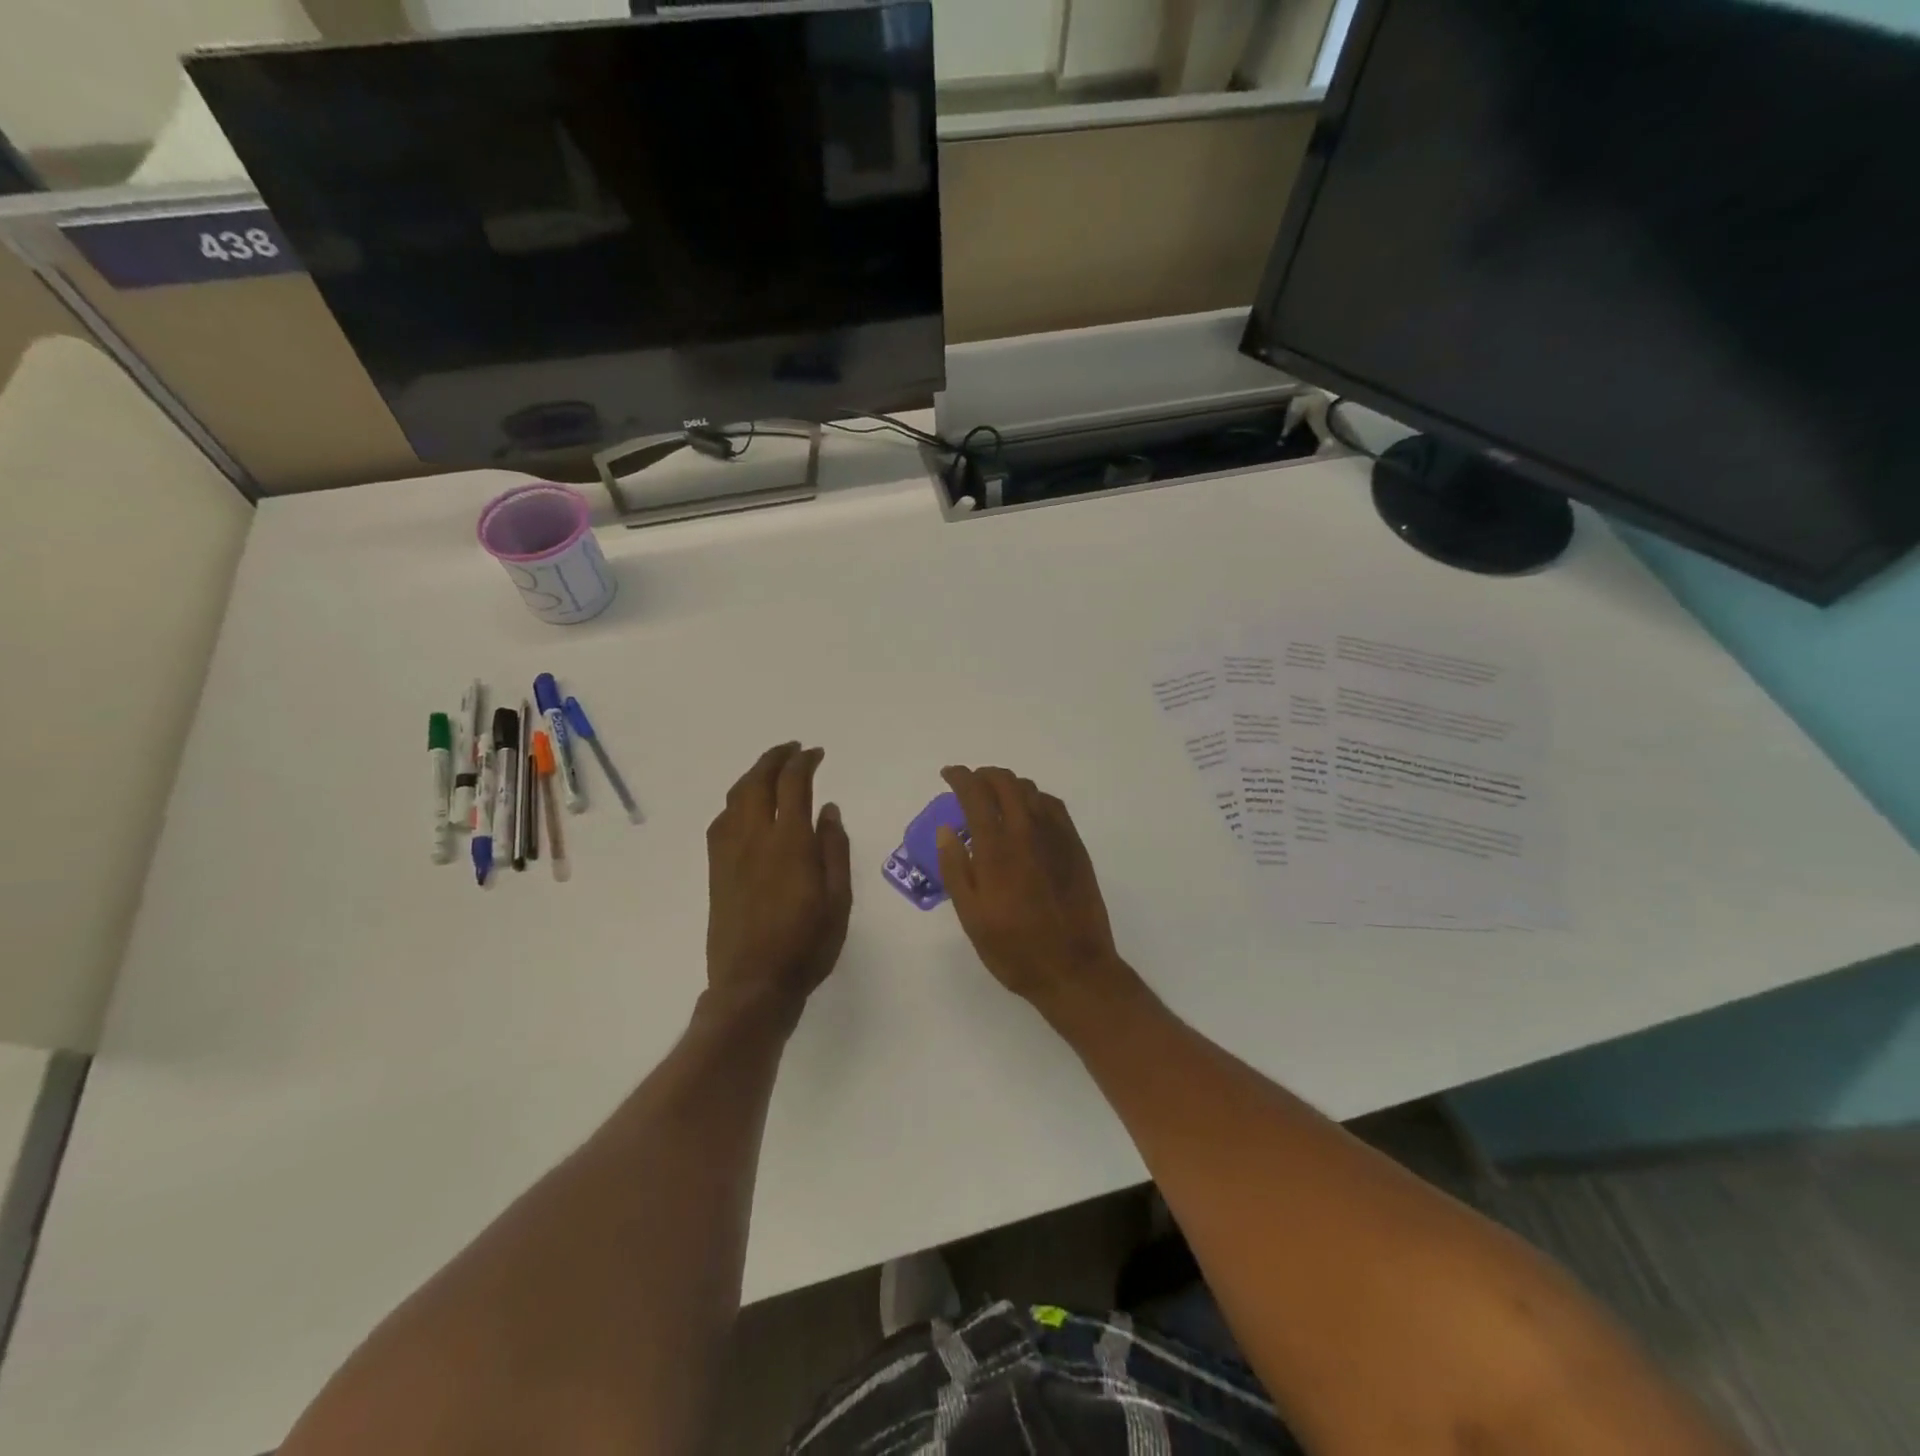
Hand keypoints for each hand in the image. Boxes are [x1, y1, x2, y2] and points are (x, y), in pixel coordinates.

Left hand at [705, 743, 852, 1022]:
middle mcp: (754, 837)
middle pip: (758, 781)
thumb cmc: (806, 944)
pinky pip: (721, 821)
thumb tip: (829, 809)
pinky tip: (745, 807)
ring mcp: (729, 852)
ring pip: (735, 796)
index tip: (817, 753)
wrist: (752, 984)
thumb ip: (834, 849)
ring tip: (771, 770)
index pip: (793, 784)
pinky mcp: (716, 869)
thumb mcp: (838, 899)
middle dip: (776, 758)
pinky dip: (735, 801)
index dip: (804, 762)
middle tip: (793, 750)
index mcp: (789, 842)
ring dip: (754, 774)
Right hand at [936, 766, 1132, 1013]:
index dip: (960, 777)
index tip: (948, 774)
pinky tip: (1027, 815)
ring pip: (1031, 790)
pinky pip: (1053, 806)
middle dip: (984, 775)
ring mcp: (1057, 837)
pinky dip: (1034, 799)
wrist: (1075, 969)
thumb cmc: (1015, 950)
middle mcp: (1028, 832)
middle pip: (1006, 782)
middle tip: (970, 785)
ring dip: (1009, 785)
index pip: (976, 794)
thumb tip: (946, 830)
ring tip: (995, 799)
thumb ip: (955, 869)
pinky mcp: (1076, 846)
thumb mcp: (972, 917)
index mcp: (997, 849)